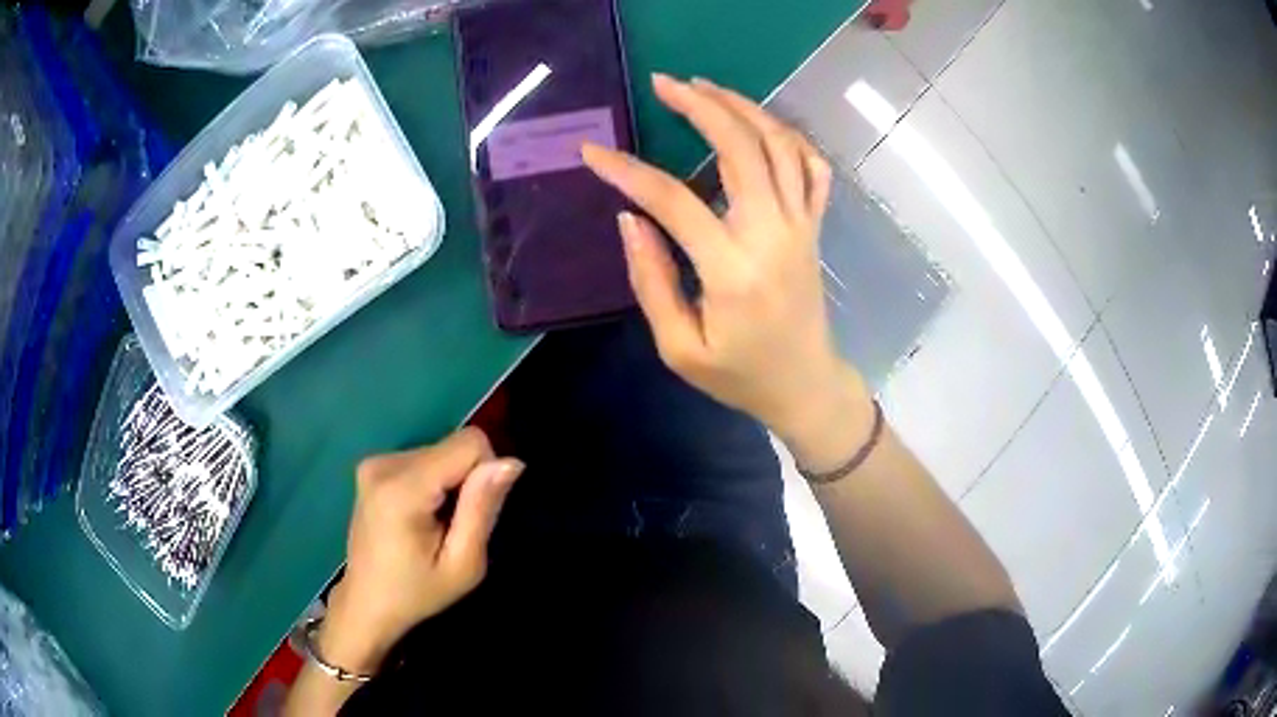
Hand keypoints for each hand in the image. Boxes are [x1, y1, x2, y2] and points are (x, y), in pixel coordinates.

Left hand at [323, 428, 522, 673]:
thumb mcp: (463, 564)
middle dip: (466, 482)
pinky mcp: (373, 465)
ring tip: (435, 525)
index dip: (486, 475)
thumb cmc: (417, 593)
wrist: (367, 603)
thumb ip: (483, 509)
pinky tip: (420, 516)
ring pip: (441, 451)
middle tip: (452, 529)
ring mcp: (375, 461)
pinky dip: (433, 483)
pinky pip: (424, 457)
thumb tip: (512, 462)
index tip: (473, 517)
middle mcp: (384, 463)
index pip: (469, 443)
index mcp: (402, 489)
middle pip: (454, 446)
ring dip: (449, 484)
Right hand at [582, 74, 853, 438]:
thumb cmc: (739, 376)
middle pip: (741, 149)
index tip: (592, 152)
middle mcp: (773, 235)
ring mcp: (801, 226)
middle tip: (666, 83)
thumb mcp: (680, 348)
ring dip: (745, 109)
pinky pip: (813, 168)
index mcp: (733, 271)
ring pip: (781, 147)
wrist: (805, 385)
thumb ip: (652, 281)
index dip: (627, 171)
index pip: (674, 201)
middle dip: (701, 107)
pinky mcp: (814, 227)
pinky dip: (790, 137)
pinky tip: (762, 124)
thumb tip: (630, 218)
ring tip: (706, 89)